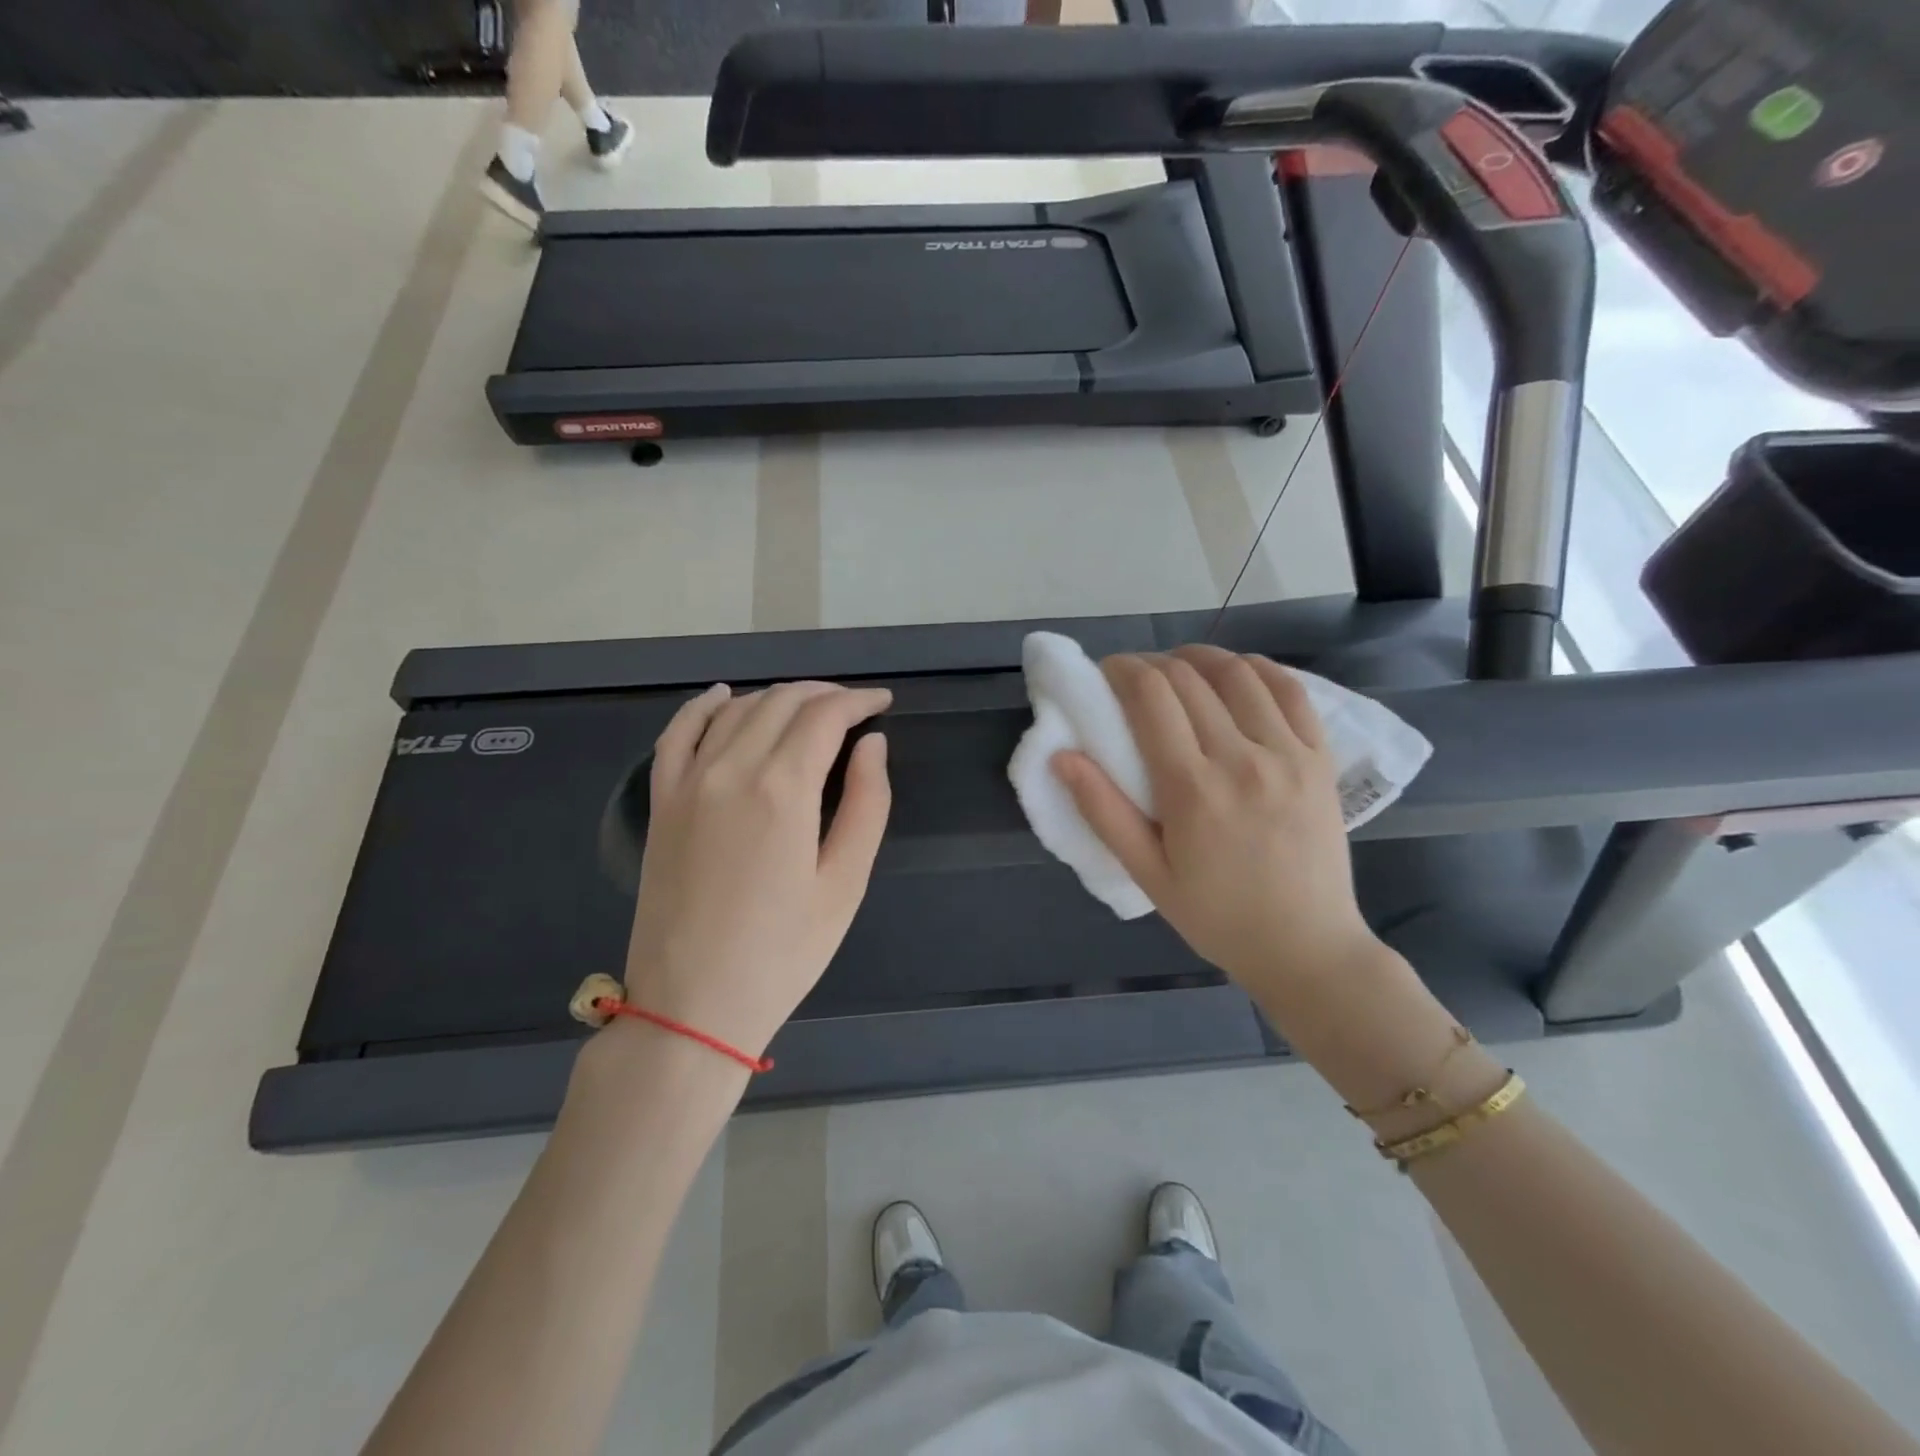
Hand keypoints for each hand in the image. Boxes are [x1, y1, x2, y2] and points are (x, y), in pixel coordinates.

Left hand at [622, 681, 891, 1057]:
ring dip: (778, 698)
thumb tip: (872, 744)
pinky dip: (703, 706)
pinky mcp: (661, 801)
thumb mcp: (844, 884)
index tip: (883, 703)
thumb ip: (866, 804)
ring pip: (737, 710)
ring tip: (809, 708)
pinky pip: (677, 733)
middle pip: (782, 703)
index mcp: (781, 789)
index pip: (824, 716)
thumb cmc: (782, 953)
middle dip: (824, 695)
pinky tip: (724, 696)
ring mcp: (687, 782)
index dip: (859, 701)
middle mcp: (730, 769)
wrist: (691, 1006)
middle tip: (855, 708)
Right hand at [1052, 645, 1381, 1007]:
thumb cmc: (1216, 916)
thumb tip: (1061, 757)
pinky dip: (1258, 670)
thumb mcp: (1146, 874)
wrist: (1306, 947)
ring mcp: (1288, 754)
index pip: (1151, 696)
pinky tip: (1237, 675)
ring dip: (1200, 658)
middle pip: (1188, 678)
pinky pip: (1291, 691)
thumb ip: (1102, 811)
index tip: (1106, 672)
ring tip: (1179, 669)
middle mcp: (1241, 758)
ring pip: (1239, 673)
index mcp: (1192, 789)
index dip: (1122, 670)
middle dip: (1151, 663)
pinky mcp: (1320, 758)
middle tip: (1133, 677)